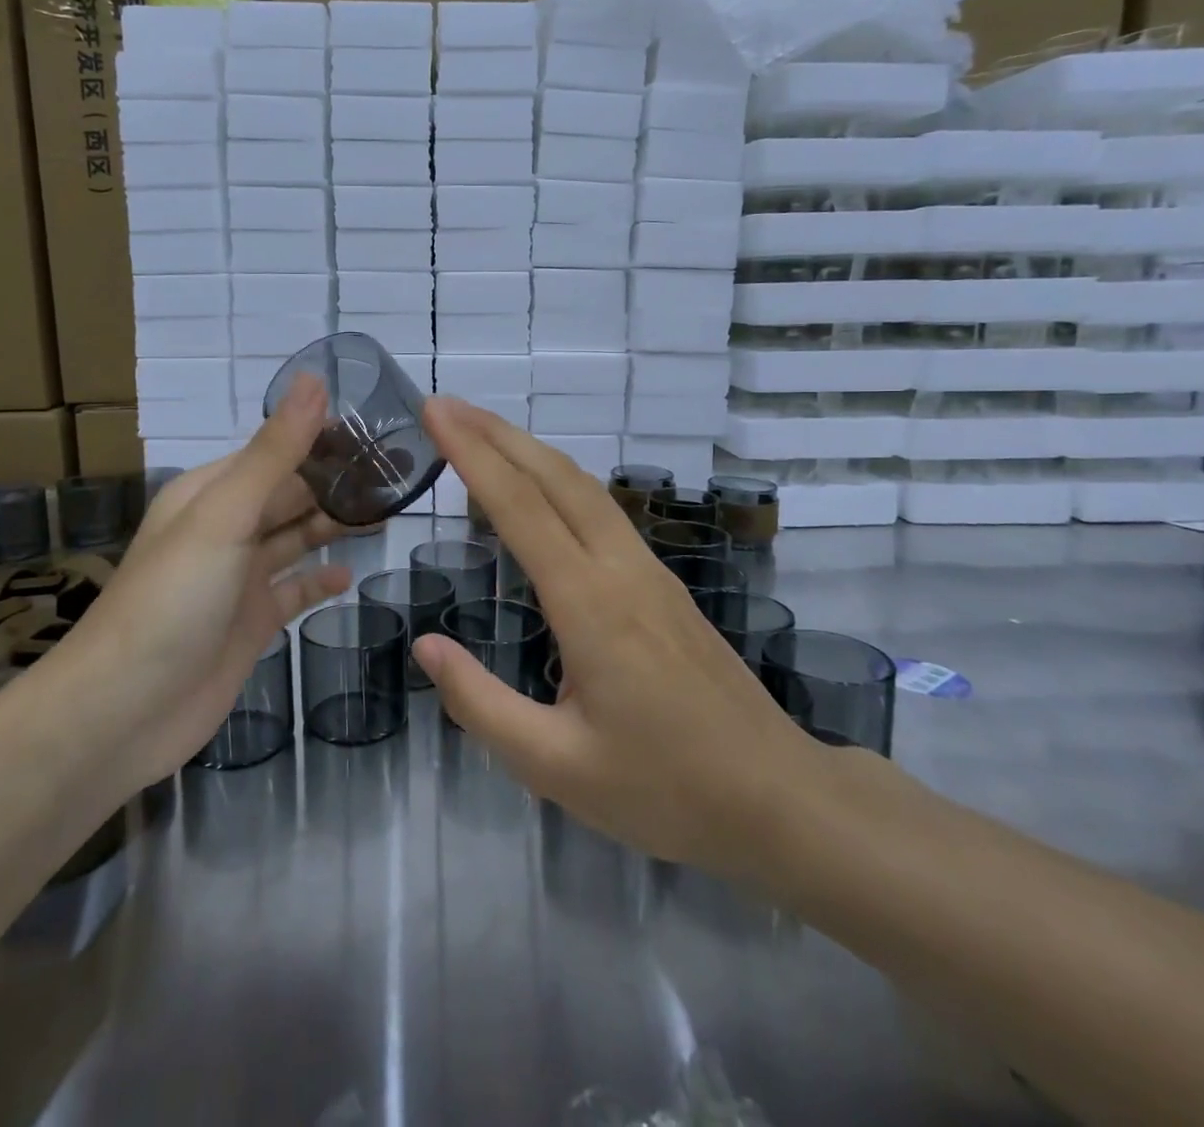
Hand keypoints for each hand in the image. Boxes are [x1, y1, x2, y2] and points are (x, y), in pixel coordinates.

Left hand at [75, 374, 350, 790]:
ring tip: (390, 511)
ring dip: (336, 524)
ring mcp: (239, 578)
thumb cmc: (172, 600)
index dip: (325, 439)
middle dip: (339, 483)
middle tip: (401, 472)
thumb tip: (315, 380)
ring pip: (296, 538)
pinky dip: (320, 581)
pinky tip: (351, 576)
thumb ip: (275, 452)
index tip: (381, 430)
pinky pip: (294, 590)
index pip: (277, 451)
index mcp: (212, 492)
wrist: (124, 711)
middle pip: (291, 494)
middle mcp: (226, 529)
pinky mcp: (251, 622)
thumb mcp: (224, 516)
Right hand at [412, 396, 815, 875]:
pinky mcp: (663, 584)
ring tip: (482, 433)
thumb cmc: (664, 790)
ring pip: (583, 487)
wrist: (778, 798)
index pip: (519, 507)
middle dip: (496, 433)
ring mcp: (648, 571)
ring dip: (529, 450)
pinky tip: (540, 491)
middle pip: (554, 476)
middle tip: (446, 405)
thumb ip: (481, 705)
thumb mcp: (555, 766)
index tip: (435, 411)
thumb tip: (425, 646)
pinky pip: (602, 510)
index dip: (471, 454)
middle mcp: (619, 569)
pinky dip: (557, 480)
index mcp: (589, 605)